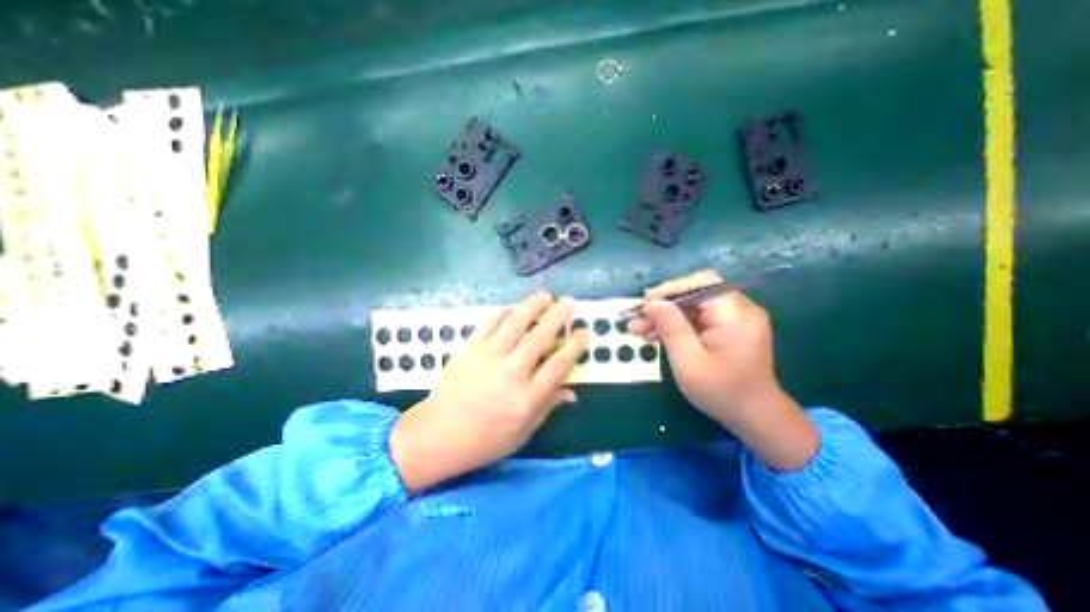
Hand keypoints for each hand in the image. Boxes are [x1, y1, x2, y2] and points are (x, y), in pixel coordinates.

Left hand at [390, 293, 587, 491]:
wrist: (436, 436)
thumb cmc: (484, 441)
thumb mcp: (522, 432)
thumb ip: (547, 407)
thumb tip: (571, 392)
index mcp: (526, 398)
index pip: (558, 365)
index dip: (574, 345)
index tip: (583, 331)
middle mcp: (510, 373)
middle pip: (540, 337)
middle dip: (558, 316)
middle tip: (568, 302)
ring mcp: (487, 358)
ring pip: (515, 323)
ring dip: (533, 306)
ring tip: (545, 295)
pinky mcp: (468, 349)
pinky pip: (488, 323)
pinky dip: (503, 312)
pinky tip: (512, 308)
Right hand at [626, 271, 813, 470]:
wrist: (755, 417)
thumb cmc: (721, 391)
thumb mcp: (688, 361)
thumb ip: (670, 327)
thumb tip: (651, 303)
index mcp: (734, 313)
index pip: (700, 283)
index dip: (669, 289)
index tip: (644, 304)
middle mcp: (740, 308)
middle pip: (695, 293)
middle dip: (663, 305)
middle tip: (637, 320)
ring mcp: (736, 318)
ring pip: (693, 306)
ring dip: (666, 316)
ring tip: (640, 329)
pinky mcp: (730, 327)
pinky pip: (699, 317)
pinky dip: (678, 324)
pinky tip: (657, 335)